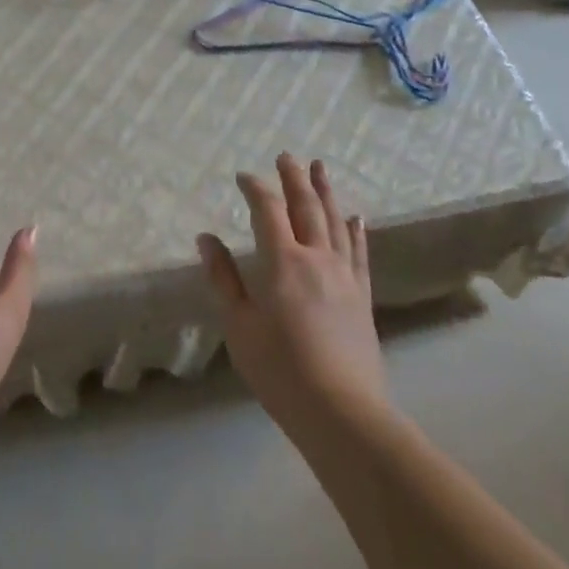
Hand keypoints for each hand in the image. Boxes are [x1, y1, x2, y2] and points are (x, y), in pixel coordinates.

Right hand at [198, 154, 386, 429]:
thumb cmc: (280, 370)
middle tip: (288, 156)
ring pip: (335, 223)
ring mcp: (344, 276)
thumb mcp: (239, 326)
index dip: (255, 188)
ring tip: (321, 168)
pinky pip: (360, 253)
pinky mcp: (362, 297)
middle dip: (294, 179)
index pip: (267, 211)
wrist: (342, 412)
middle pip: (306, 208)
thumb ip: (224, 279)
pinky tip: (356, 217)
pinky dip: (356, 231)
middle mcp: (317, 259)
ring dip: (326, 192)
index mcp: (283, 262)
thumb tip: (206, 238)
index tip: (243, 175)